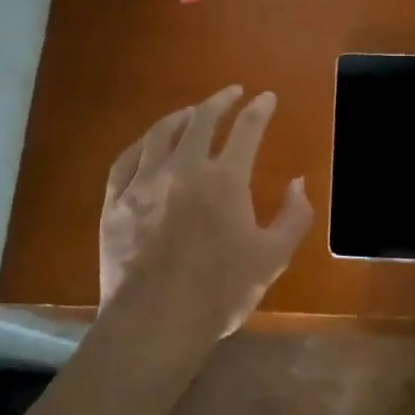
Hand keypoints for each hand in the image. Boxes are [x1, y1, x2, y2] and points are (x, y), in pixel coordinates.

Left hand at [99, 86, 313, 339]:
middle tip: (231, 92)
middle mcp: (184, 167)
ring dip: (181, 116)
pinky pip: (127, 158)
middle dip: (221, 100)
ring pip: (162, 132)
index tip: (266, 97)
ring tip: (191, 112)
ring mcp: (144, 181)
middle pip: (202, 119)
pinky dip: (143, 144)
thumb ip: (293, 216)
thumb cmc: (220, 291)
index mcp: (225, 179)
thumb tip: (299, 182)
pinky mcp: (115, 200)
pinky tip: (148, 143)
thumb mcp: (273, 257)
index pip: (247, 129)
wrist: (155, 322)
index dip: (259, 109)